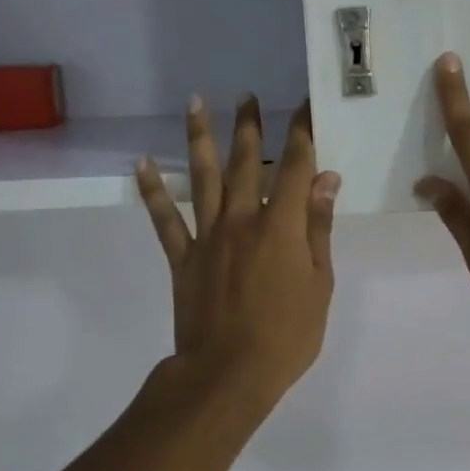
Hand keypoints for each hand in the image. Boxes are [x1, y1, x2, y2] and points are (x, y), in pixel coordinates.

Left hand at [137, 97, 340, 403]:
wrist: (229, 373)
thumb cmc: (287, 333)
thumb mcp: (319, 282)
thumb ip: (319, 228)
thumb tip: (327, 180)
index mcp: (281, 226)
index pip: (296, 167)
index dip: (302, 133)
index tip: (305, 107)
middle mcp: (242, 220)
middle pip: (247, 163)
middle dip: (250, 127)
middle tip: (248, 96)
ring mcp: (208, 236)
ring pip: (203, 177)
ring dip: (199, 138)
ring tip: (196, 103)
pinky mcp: (182, 257)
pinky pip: (164, 219)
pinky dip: (152, 190)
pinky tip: (142, 163)